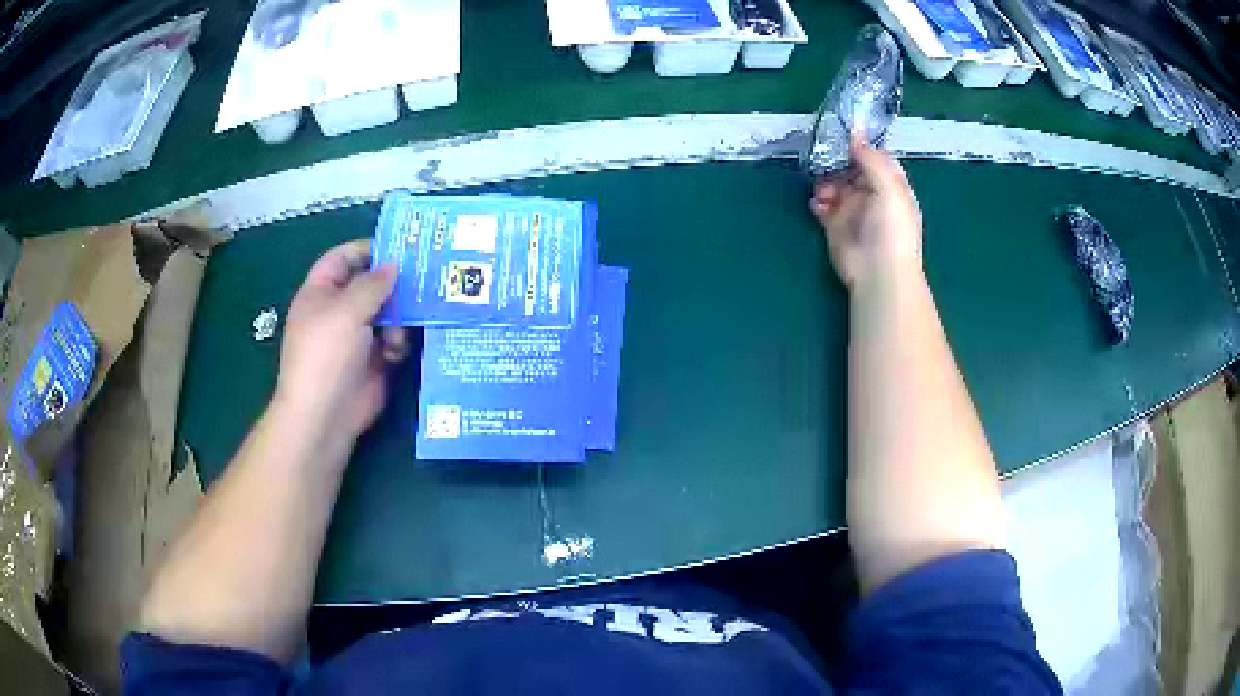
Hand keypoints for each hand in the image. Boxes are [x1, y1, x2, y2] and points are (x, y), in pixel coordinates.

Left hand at [275, 240, 408, 438]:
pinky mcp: (375, 362)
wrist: (325, 416)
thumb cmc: (326, 355)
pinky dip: (399, 344)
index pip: (343, 259)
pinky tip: (397, 352)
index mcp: (321, 293)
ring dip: (399, 317)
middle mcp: (339, 312)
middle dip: (394, 283)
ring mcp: (357, 338)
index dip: (367, 250)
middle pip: (370, 285)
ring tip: (405, 325)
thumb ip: (372, 284)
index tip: (400, 246)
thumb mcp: (346, 311)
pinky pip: (394, 342)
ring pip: (387, 313)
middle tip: (426, 275)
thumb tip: (394, 265)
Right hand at [810, 137, 922, 290]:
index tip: (843, 131)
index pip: (877, 158)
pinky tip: (818, 204)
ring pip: (834, 183)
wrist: (877, 272)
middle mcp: (872, 195)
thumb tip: (854, 132)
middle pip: (852, 168)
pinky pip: (822, 205)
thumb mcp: (888, 188)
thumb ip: (871, 159)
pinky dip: (817, 201)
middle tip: (824, 154)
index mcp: (891, 186)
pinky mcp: (835, 225)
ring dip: (825, 180)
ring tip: (823, 189)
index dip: (862, 145)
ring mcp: (853, 209)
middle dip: (838, 161)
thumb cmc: (891, 229)